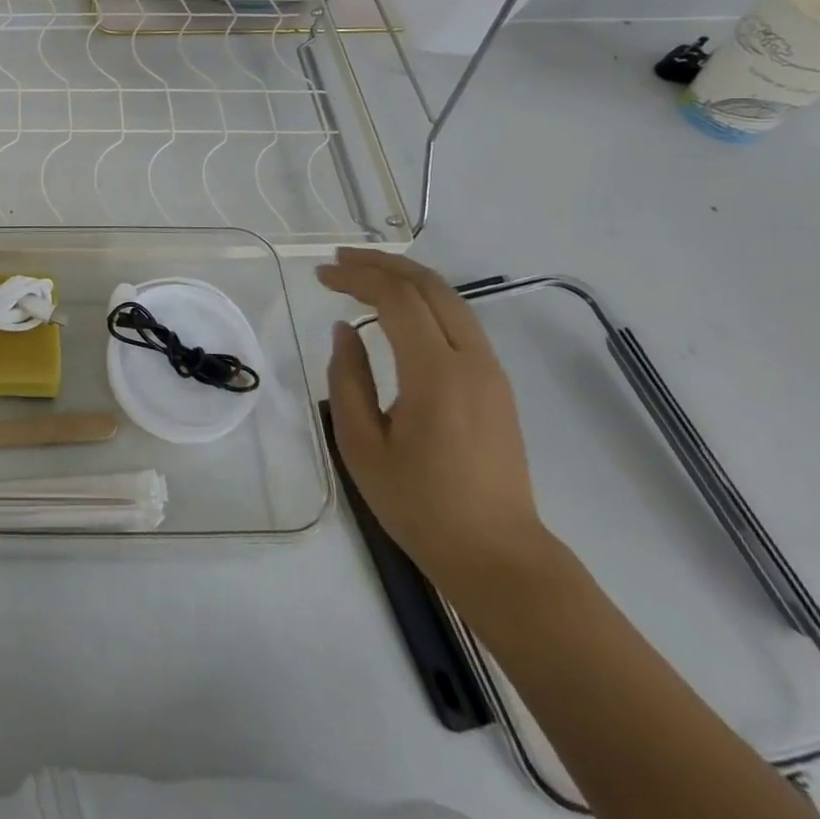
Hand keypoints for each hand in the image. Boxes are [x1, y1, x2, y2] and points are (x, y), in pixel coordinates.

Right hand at [318, 249, 554, 597]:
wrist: (498, 556)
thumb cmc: (420, 506)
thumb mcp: (362, 446)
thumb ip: (347, 380)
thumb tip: (346, 331)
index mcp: (436, 375)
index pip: (396, 300)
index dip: (356, 278)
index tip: (321, 276)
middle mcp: (471, 361)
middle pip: (429, 286)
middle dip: (382, 264)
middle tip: (339, 261)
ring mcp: (490, 371)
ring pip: (449, 299)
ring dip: (405, 277)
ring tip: (363, 274)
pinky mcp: (496, 384)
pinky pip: (459, 321)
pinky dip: (424, 300)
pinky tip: (398, 308)